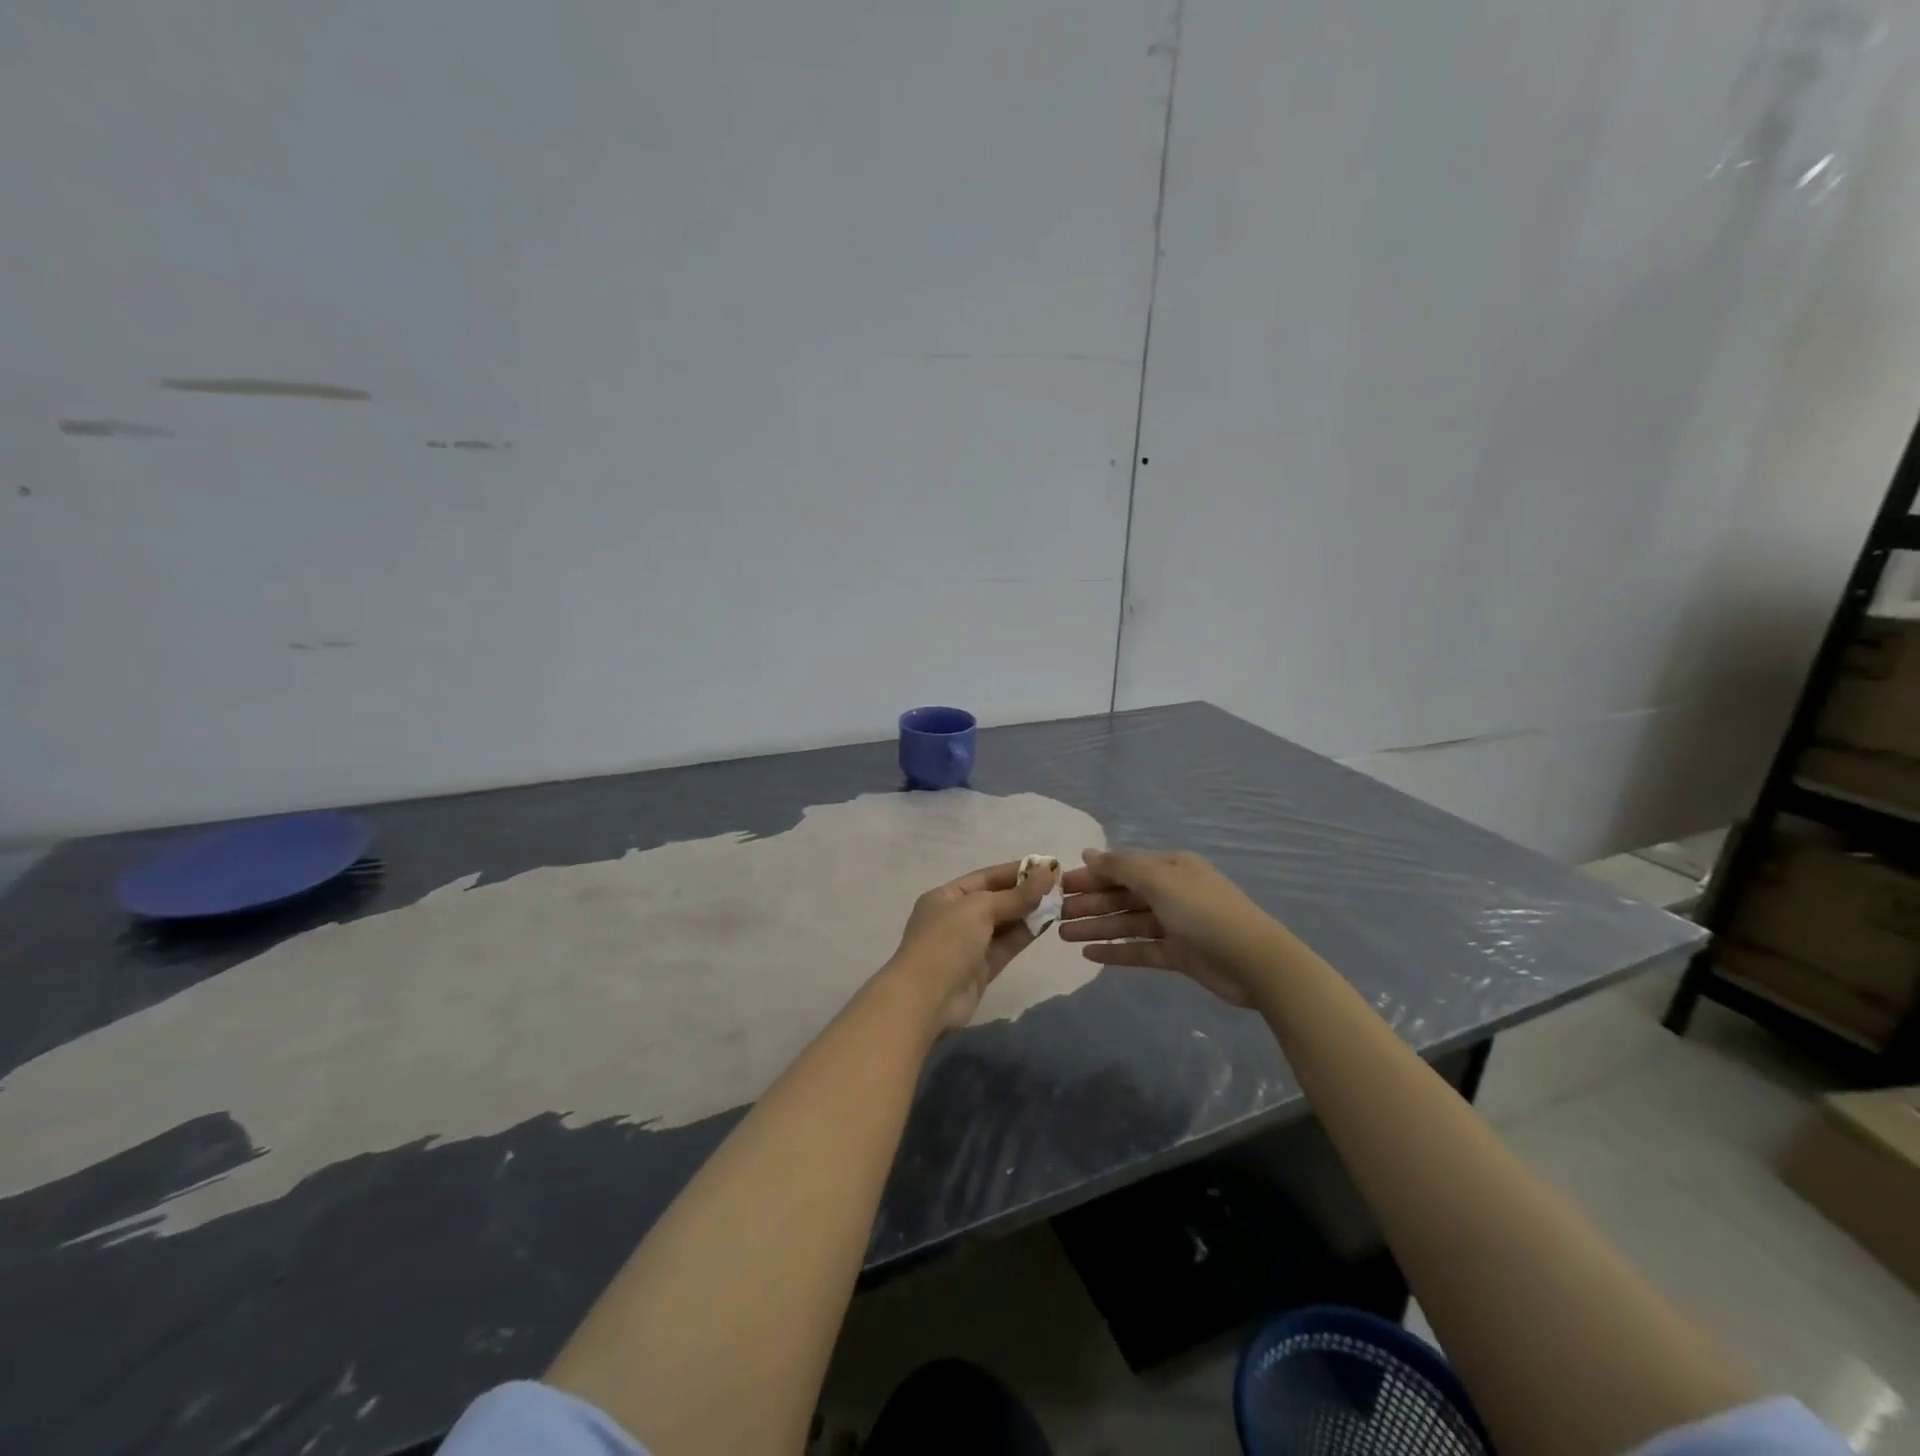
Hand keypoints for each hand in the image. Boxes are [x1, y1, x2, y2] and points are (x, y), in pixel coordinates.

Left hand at [883, 860, 1058, 1030]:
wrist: (927, 998)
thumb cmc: (947, 941)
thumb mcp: (979, 908)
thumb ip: (1015, 895)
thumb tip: (1047, 874)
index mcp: (945, 897)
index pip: (984, 877)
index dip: (1014, 871)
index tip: (1045, 866)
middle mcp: (955, 918)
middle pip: (995, 900)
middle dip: (1024, 893)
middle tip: (1059, 885)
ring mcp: (968, 945)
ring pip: (1003, 924)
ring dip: (1028, 913)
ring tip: (1060, 901)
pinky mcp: (981, 969)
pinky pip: (1006, 945)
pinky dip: (1025, 934)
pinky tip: (1048, 922)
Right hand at [1057, 848, 1282, 1006]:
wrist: (1254, 962)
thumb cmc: (1204, 911)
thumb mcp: (1160, 880)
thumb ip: (1121, 867)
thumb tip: (1088, 852)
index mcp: (1169, 868)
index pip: (1121, 867)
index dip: (1090, 875)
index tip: (1058, 884)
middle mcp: (1170, 892)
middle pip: (1121, 895)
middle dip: (1088, 902)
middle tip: (1054, 914)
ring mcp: (1174, 924)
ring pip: (1126, 922)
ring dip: (1096, 927)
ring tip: (1063, 936)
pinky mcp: (1177, 954)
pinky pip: (1139, 949)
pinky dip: (1115, 950)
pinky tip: (1089, 954)